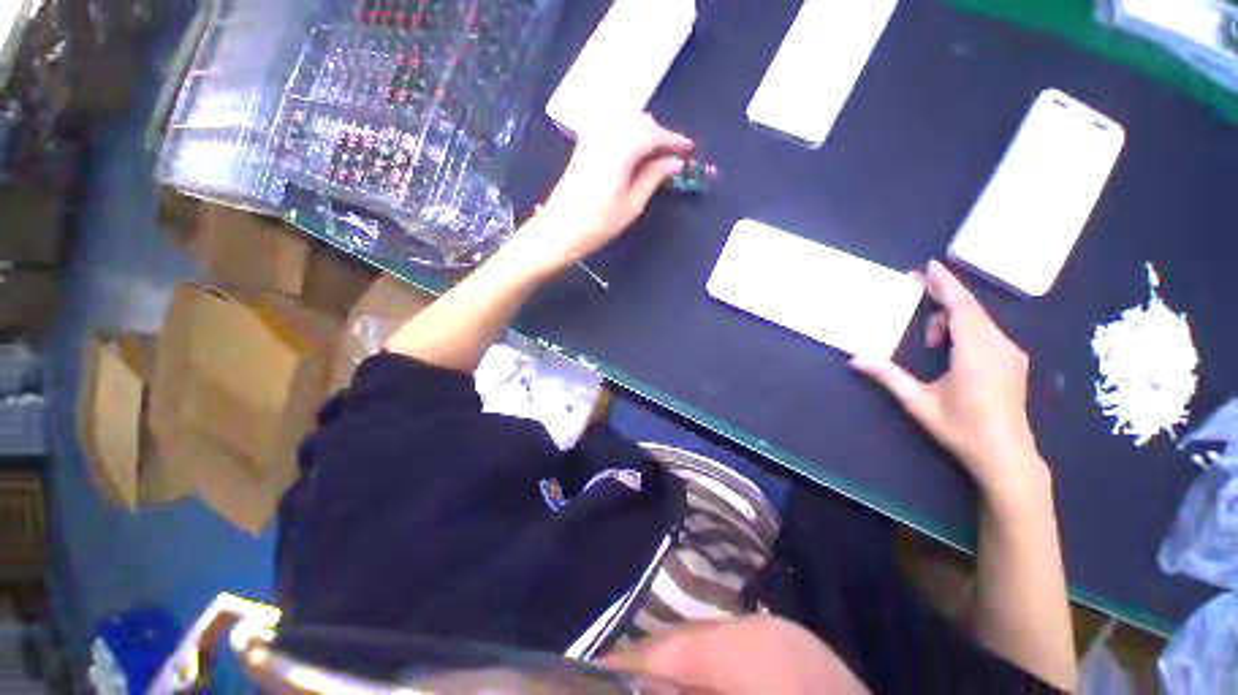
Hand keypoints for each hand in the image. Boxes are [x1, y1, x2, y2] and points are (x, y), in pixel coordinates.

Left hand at [529, 114, 693, 267]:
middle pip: (641, 122)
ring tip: (656, 158)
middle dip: (660, 136)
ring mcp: (592, 137)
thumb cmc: (599, 223)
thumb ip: (654, 177)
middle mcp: (607, 134)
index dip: (675, 140)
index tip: (690, 150)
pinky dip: (628, 137)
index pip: (654, 133)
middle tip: (673, 157)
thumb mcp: (632, 204)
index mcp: (621, 148)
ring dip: (645, 135)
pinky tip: (634, 155)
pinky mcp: (584, 145)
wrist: (560, 229)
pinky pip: (613, 130)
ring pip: (626, 123)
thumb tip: (675, 162)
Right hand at [853, 261, 1046, 500]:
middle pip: (970, 309)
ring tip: (929, 341)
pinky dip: (965, 328)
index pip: (962, 308)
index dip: (946, 285)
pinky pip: (987, 331)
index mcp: (976, 354)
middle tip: (917, 290)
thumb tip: (855, 360)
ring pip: (979, 320)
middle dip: (943, 298)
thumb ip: (889, 376)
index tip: (930, 266)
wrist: (1007, 456)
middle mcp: (999, 347)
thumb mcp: (919, 403)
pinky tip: (950, 348)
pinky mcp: (1014, 361)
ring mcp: (1011, 354)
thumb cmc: (962, 429)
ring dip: (952, 319)